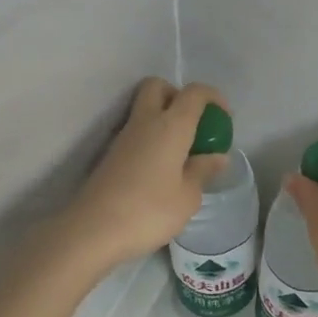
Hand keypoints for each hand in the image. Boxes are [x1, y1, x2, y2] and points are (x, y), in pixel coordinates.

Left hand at [60, 77, 230, 272]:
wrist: (92, 230)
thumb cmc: (149, 211)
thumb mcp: (188, 197)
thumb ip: (203, 171)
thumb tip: (217, 156)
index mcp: (171, 126)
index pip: (194, 93)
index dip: (213, 97)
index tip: (224, 117)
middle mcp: (145, 121)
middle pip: (158, 86)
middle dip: (178, 96)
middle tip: (194, 125)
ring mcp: (123, 137)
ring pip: (144, 109)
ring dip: (163, 119)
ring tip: (181, 152)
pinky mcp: (111, 154)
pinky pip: (136, 132)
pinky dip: (151, 138)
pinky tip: (161, 168)